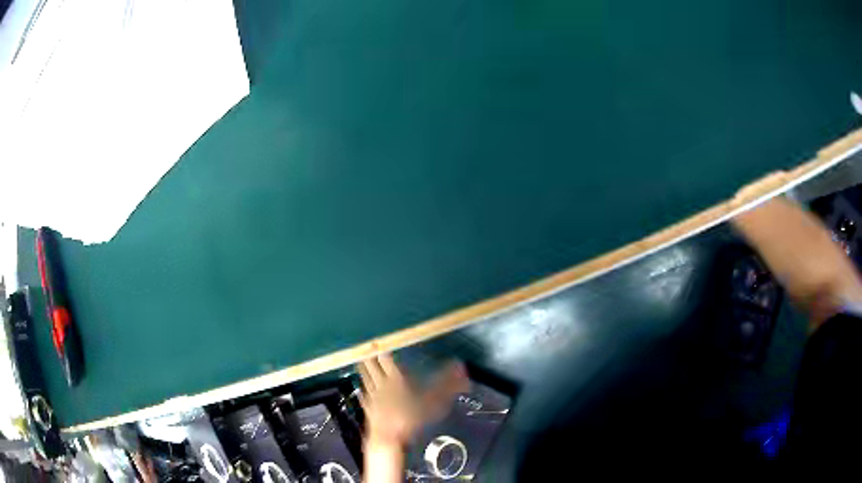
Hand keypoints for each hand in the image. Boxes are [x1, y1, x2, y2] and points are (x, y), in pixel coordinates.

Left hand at [357, 354, 468, 446]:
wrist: (387, 440)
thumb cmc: (409, 420)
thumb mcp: (432, 403)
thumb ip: (447, 385)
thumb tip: (460, 368)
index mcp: (395, 381)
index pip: (387, 360)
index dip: (383, 349)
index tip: (380, 340)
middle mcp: (381, 386)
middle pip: (373, 367)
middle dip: (370, 356)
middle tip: (366, 346)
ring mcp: (372, 398)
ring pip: (366, 379)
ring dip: (363, 369)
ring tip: (360, 361)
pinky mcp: (367, 409)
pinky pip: (364, 395)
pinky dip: (363, 389)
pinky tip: (362, 389)